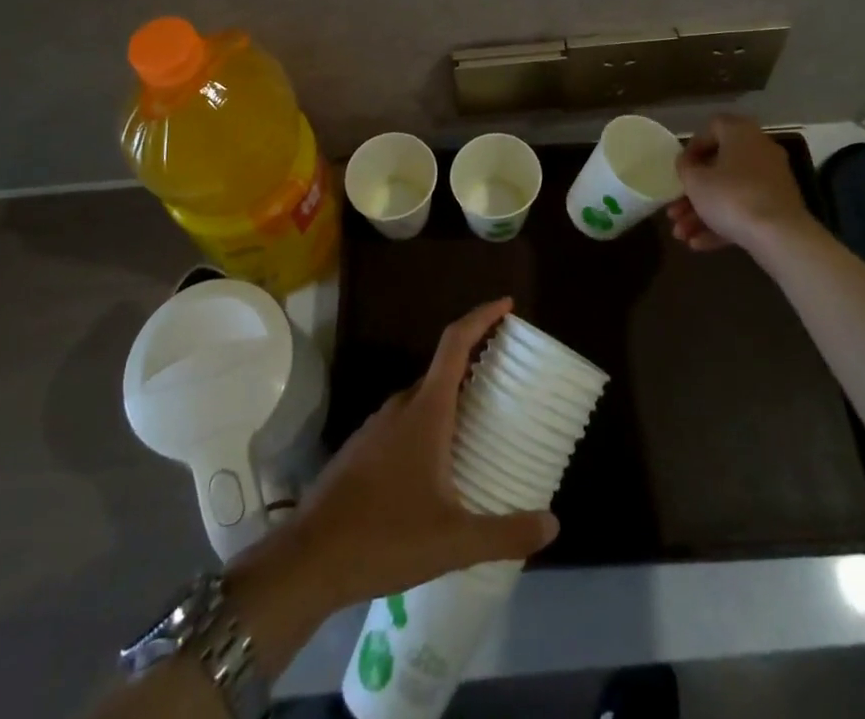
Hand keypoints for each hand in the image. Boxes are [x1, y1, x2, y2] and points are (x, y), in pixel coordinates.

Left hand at [228, 299, 557, 644]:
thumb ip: (506, 533)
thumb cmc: (385, 537)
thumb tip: (554, 524)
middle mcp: (401, 406)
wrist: (310, 559)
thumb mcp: (454, 541)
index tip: (507, 305)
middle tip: (507, 377)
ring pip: (423, 398)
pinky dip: (431, 423)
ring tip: (482, 422)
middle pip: (442, 369)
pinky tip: (441, 462)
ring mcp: (377, 425)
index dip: (481, 317)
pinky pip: (406, 421)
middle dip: (474, 363)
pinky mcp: (363, 448)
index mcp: (425, 410)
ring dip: (452, 398)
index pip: (455, 343)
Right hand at [669, 114, 823, 256]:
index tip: (681, 168)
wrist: (779, 236)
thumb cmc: (730, 197)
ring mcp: (772, 181)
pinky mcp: (778, 208)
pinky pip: (745, 210)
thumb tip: (687, 163)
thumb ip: (685, 167)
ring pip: (730, 193)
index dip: (693, 147)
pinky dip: (722, 224)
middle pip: (719, 168)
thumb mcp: (695, 181)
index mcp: (741, 134)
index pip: (713, 127)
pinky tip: (699, 244)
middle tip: (674, 211)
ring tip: (681, 235)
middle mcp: (760, 151)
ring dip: (703, 213)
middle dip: (693, 193)